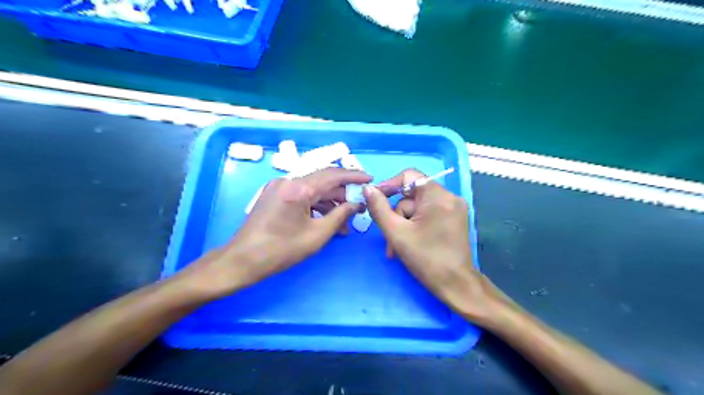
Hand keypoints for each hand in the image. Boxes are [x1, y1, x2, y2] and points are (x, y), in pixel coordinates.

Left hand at [182, 167, 373, 298]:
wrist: (243, 260)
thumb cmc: (281, 250)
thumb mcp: (317, 235)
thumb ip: (340, 215)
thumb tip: (356, 204)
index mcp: (298, 188)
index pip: (333, 175)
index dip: (354, 176)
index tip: (370, 179)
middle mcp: (288, 180)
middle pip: (323, 180)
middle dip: (343, 192)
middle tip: (359, 205)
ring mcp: (279, 186)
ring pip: (312, 188)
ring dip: (329, 202)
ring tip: (344, 221)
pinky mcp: (274, 195)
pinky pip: (301, 194)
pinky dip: (315, 204)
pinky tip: (326, 219)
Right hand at [366, 168, 508, 325]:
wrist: (456, 285)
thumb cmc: (426, 259)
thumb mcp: (396, 232)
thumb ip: (379, 208)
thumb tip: (368, 189)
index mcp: (438, 196)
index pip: (409, 176)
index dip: (389, 185)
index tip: (375, 200)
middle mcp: (449, 197)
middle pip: (412, 196)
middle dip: (396, 216)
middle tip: (388, 235)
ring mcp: (453, 209)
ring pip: (418, 209)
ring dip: (403, 226)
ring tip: (395, 248)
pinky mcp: (454, 220)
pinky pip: (427, 215)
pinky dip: (415, 227)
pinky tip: (407, 244)